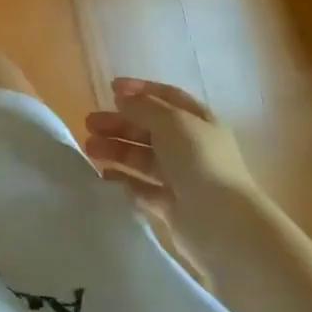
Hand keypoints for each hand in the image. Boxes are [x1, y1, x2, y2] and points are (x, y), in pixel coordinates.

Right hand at [83, 78, 257, 211]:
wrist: (221, 222)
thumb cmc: (200, 161)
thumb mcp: (171, 122)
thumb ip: (143, 106)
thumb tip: (122, 98)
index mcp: (198, 121)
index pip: (167, 97)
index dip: (140, 90)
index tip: (110, 88)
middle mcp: (190, 147)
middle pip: (148, 129)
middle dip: (119, 123)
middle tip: (89, 123)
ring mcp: (180, 177)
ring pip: (142, 158)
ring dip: (115, 149)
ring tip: (89, 148)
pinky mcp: (170, 206)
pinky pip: (141, 188)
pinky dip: (123, 180)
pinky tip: (104, 175)